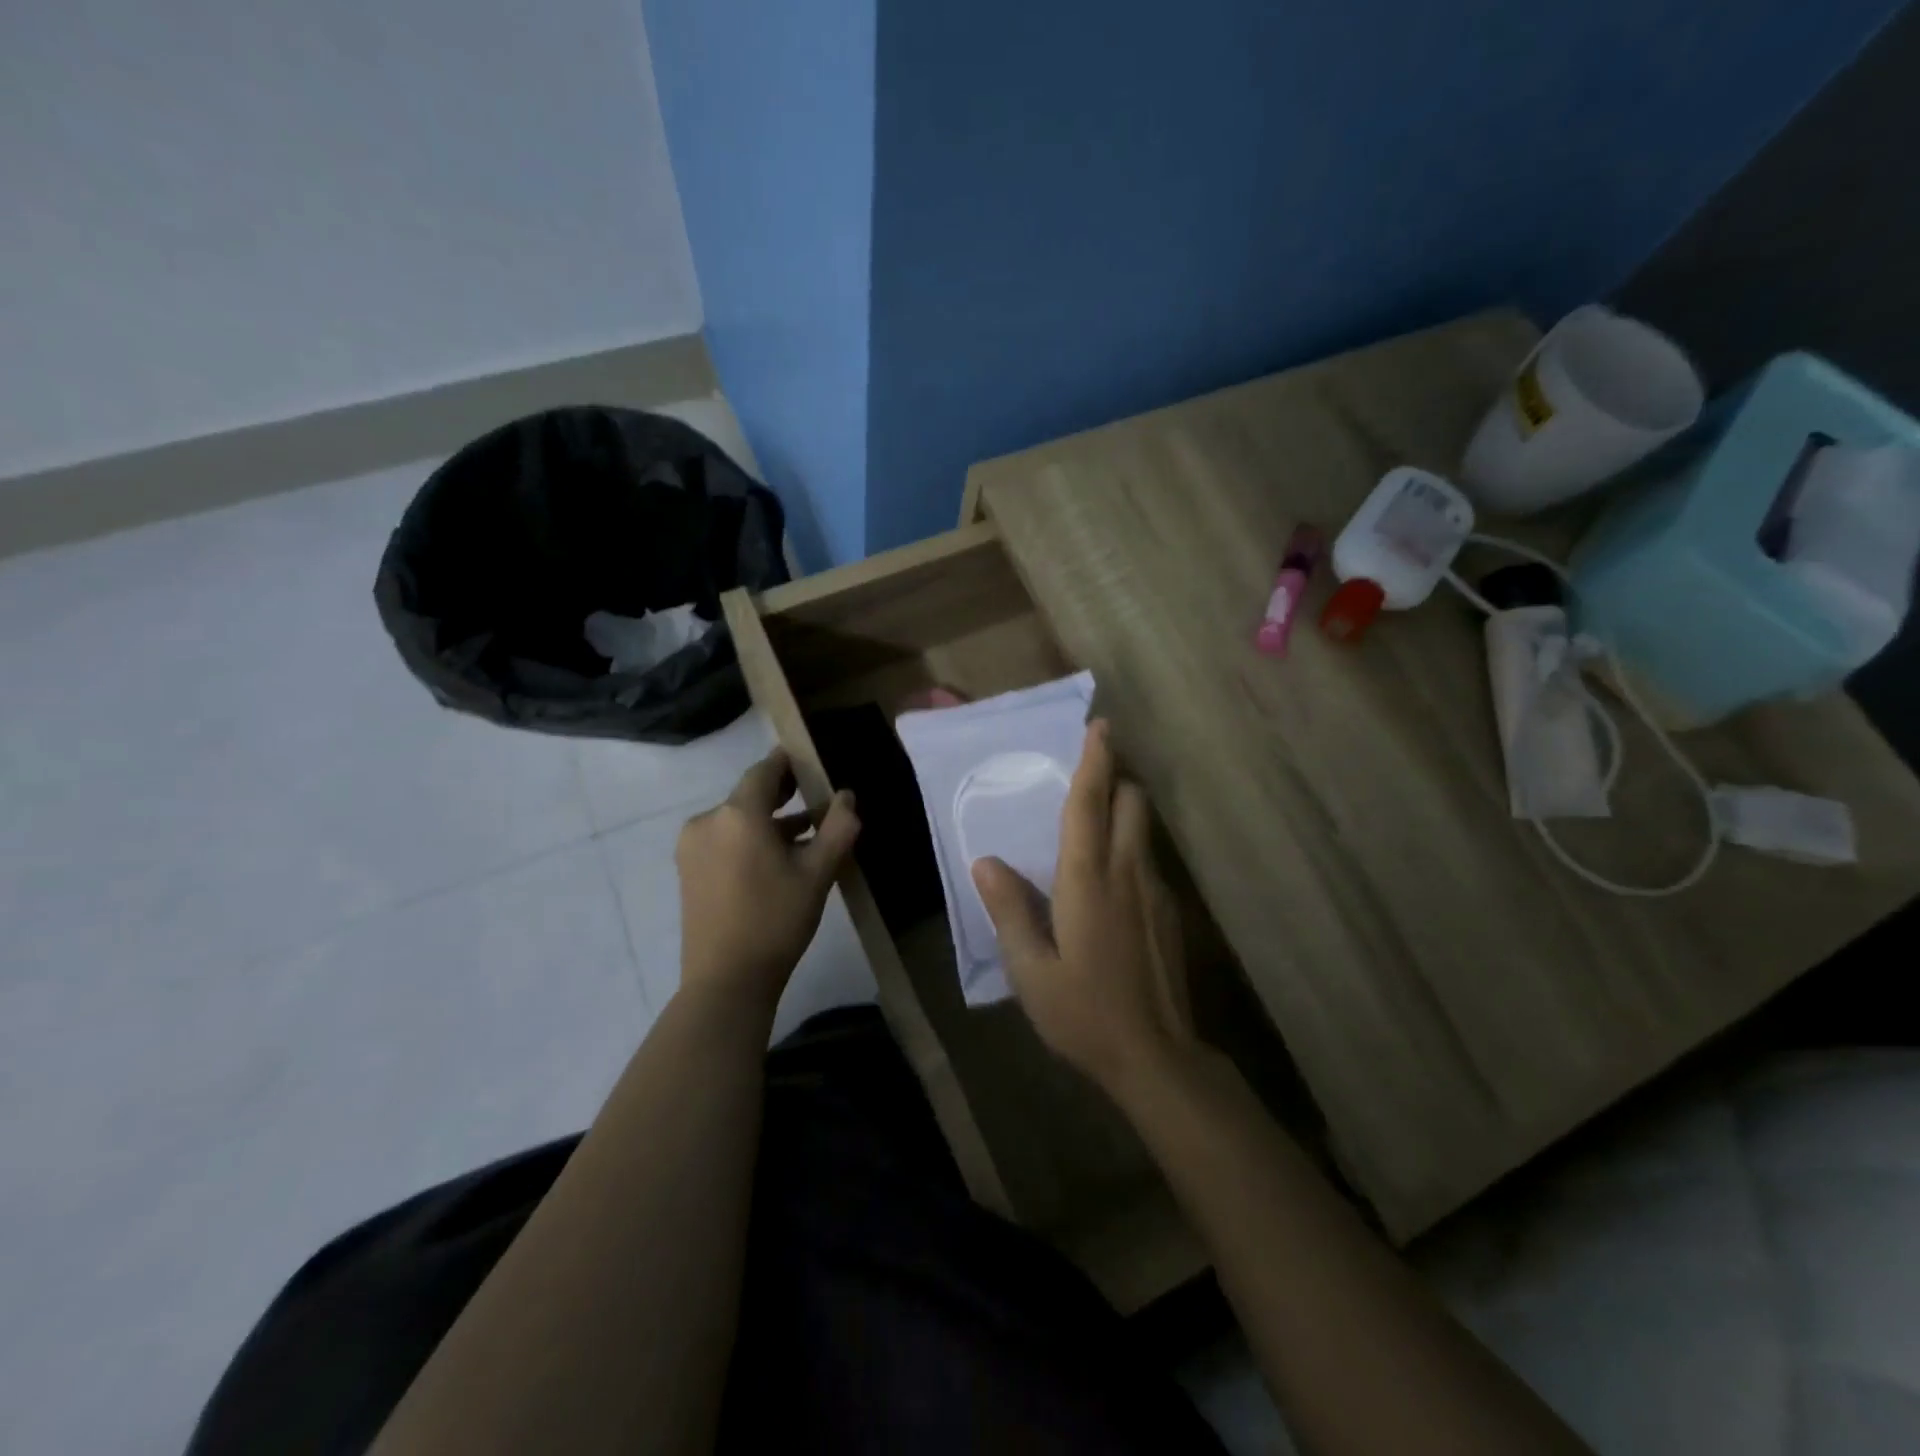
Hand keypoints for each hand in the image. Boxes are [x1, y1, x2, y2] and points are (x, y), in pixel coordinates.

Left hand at [676, 749, 859, 1010]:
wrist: (726, 980)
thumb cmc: (776, 920)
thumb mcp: (818, 873)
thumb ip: (838, 828)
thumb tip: (846, 796)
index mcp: (737, 814)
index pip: (764, 771)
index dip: (788, 762)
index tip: (811, 759)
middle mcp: (708, 821)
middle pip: (749, 795)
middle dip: (782, 793)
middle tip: (815, 793)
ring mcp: (692, 847)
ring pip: (737, 820)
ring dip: (769, 821)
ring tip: (807, 833)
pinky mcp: (688, 870)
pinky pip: (724, 840)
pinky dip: (750, 840)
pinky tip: (778, 859)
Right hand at [971, 720, 1193, 1094]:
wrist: (1156, 1058)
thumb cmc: (1083, 1013)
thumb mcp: (1030, 969)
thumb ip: (1009, 910)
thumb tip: (986, 862)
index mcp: (1088, 881)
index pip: (1090, 805)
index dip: (1094, 762)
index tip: (1099, 726)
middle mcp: (1128, 873)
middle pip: (1132, 803)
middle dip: (1114, 778)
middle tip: (1086, 776)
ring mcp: (1156, 892)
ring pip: (1142, 830)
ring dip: (1122, 811)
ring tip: (1091, 826)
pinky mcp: (1169, 913)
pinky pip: (1147, 861)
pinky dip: (1129, 849)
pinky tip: (1108, 885)